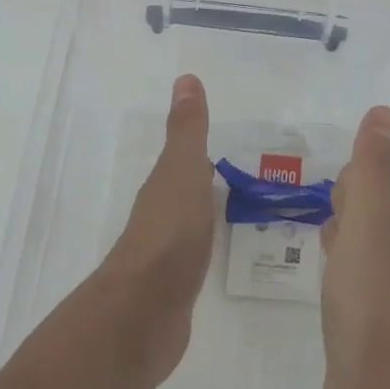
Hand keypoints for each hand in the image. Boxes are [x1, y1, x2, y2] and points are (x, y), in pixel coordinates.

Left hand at [104, 74, 214, 386]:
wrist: (146, 311)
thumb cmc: (170, 231)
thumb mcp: (182, 171)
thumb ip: (187, 130)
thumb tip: (185, 78)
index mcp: (164, 188)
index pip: (183, 165)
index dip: (199, 155)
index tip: (223, 149)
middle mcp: (161, 218)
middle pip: (185, 195)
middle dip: (207, 187)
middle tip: (243, 181)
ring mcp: (167, 257)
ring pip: (190, 228)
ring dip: (207, 219)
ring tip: (242, 217)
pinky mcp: (175, 290)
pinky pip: (195, 261)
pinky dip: (207, 251)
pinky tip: (221, 258)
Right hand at [319, 106, 389, 388]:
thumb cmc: (377, 317)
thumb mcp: (373, 231)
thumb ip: (376, 175)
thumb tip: (384, 114)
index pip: (380, 197)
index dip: (361, 176)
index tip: (337, 158)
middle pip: (373, 229)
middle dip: (352, 205)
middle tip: (321, 188)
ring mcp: (378, 319)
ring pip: (360, 264)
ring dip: (343, 242)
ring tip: (313, 227)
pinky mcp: (358, 356)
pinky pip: (345, 302)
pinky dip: (333, 282)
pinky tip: (315, 288)